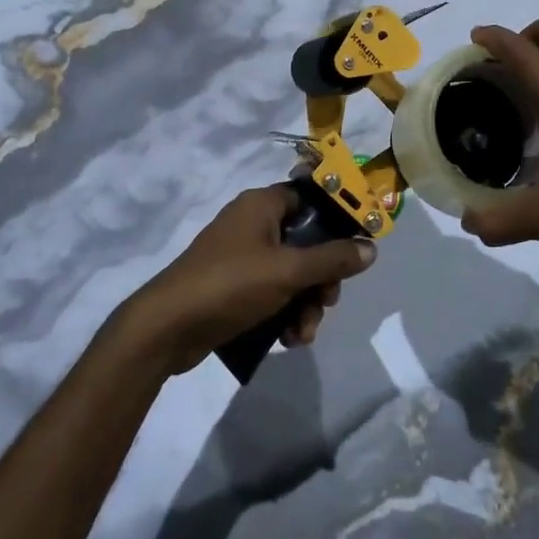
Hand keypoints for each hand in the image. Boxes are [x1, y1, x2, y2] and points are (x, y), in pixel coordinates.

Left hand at [118, 185, 376, 374]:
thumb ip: (333, 259)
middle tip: (326, 302)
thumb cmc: (231, 285)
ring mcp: (240, 256)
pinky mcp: (232, 287)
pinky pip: (271, 292)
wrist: (167, 327)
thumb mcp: (289, 271)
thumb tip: (371, 247)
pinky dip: (284, 313)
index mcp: (262, 205)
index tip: (356, 248)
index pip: (310, 198)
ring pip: (291, 273)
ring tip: (303, 333)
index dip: (336, 221)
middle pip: (306, 242)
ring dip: (305, 304)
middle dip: (321, 278)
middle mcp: (251, 223)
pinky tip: (288, 340)